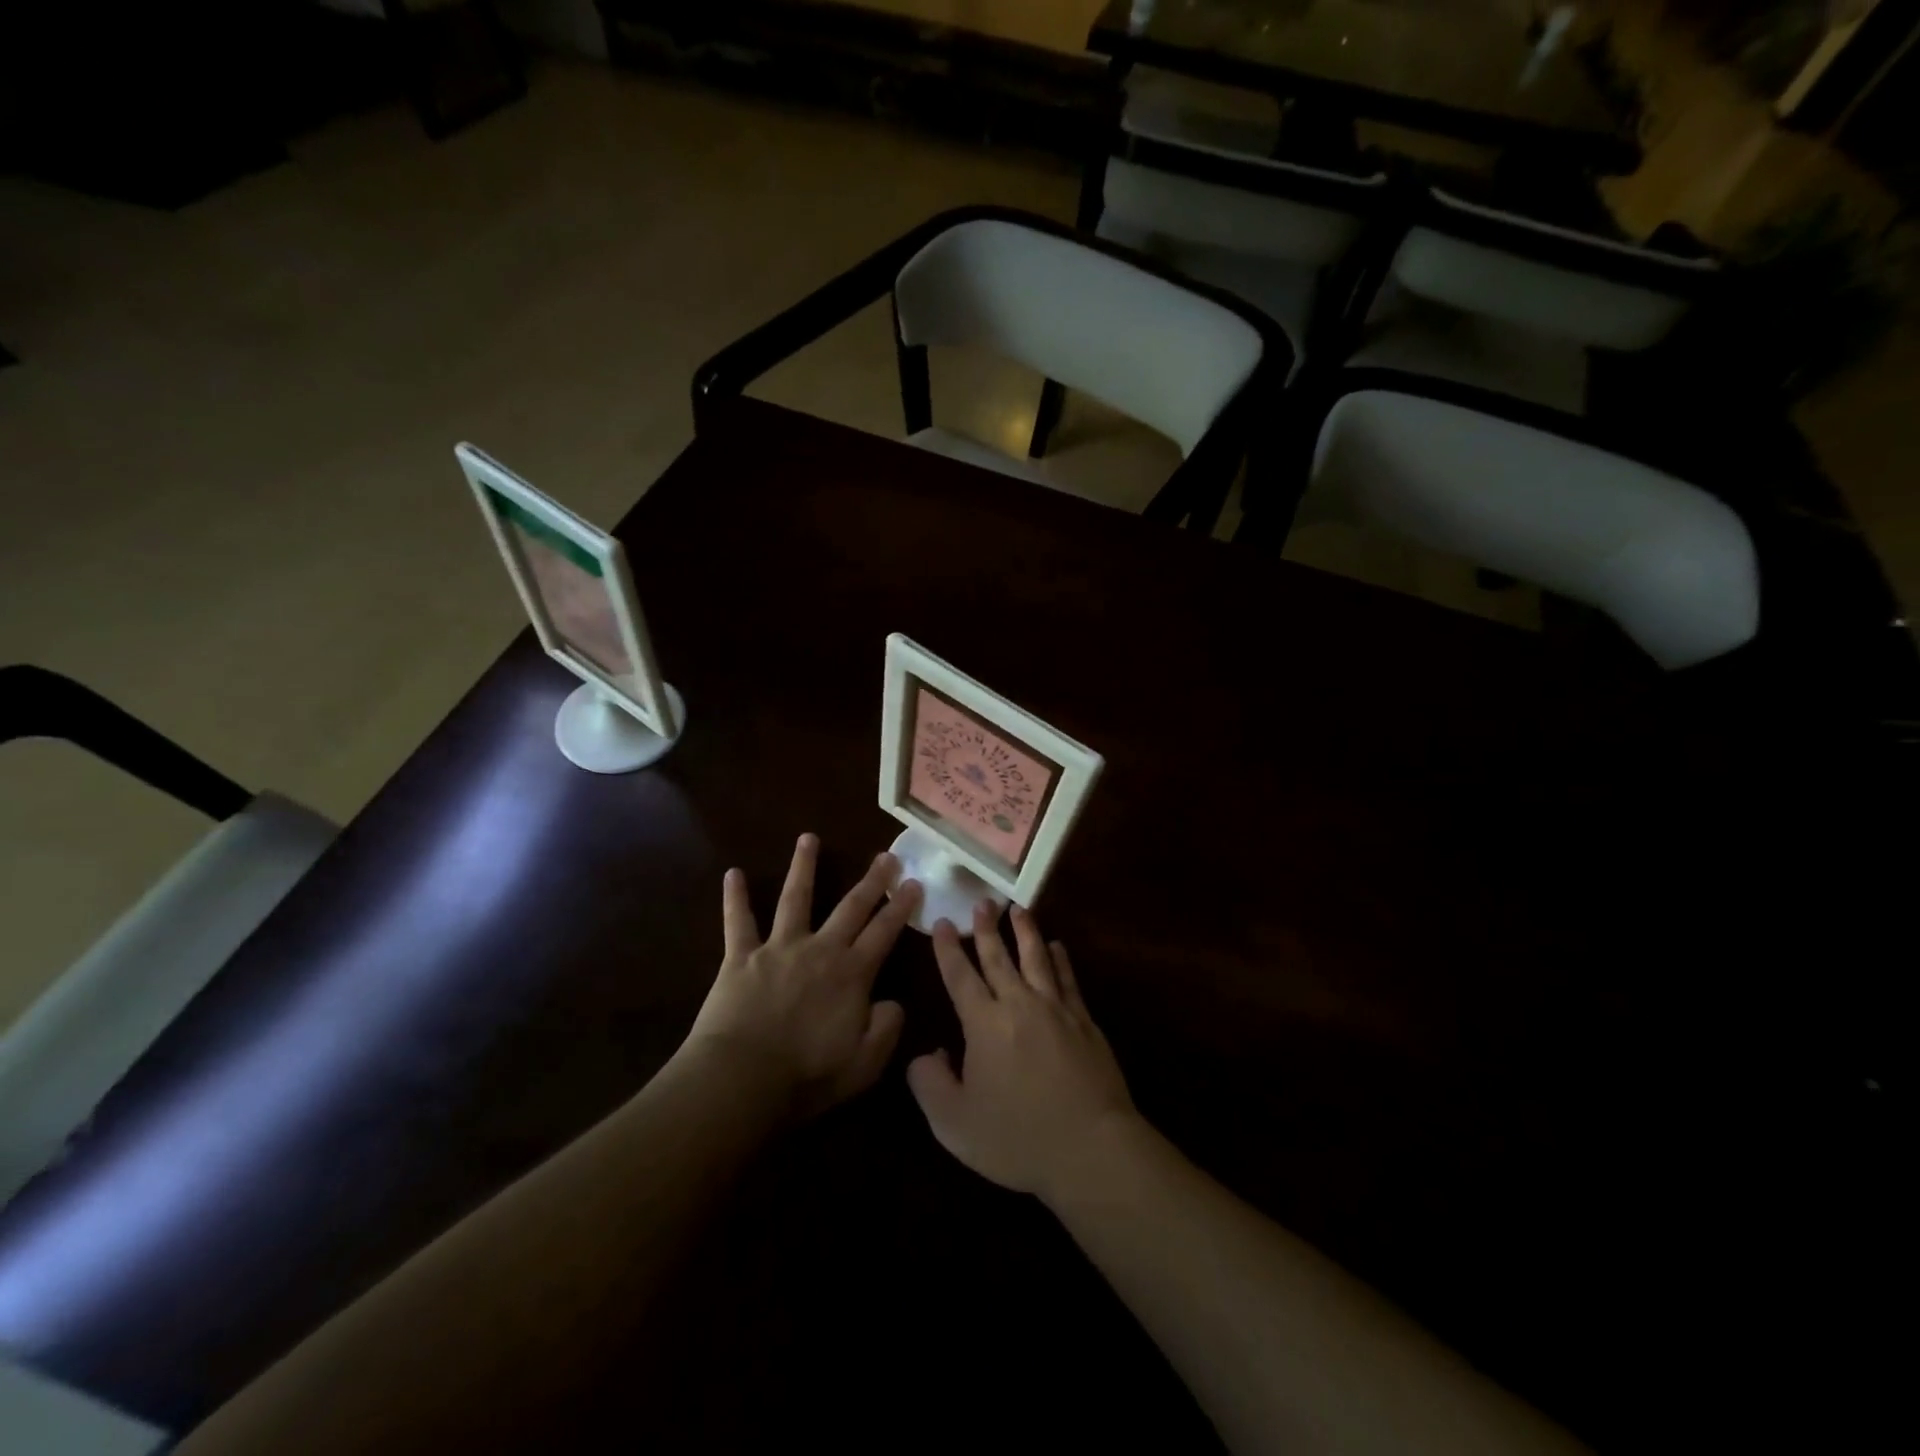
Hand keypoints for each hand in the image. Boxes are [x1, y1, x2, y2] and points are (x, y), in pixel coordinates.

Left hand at [684, 834, 921, 1120]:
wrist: (742, 1080)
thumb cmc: (807, 1077)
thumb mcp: (865, 1064)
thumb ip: (887, 1029)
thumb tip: (893, 1001)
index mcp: (852, 974)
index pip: (884, 932)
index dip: (901, 907)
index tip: (915, 883)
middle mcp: (820, 949)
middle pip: (851, 907)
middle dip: (872, 881)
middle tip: (886, 855)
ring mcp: (780, 948)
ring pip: (796, 898)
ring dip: (804, 867)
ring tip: (808, 838)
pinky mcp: (741, 957)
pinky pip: (738, 922)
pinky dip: (735, 897)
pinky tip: (733, 873)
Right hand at [906, 903, 1137, 1202]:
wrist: (1091, 1148)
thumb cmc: (1017, 1137)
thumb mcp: (954, 1123)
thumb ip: (929, 1083)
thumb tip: (926, 1054)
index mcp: (984, 1023)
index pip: (960, 976)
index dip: (947, 949)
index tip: (941, 922)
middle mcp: (1019, 1004)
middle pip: (999, 957)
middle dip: (986, 928)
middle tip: (981, 902)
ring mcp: (1056, 1009)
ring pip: (1036, 958)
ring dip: (1025, 931)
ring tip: (1018, 909)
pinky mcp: (1084, 1021)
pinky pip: (1068, 978)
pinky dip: (1060, 959)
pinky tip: (1058, 947)